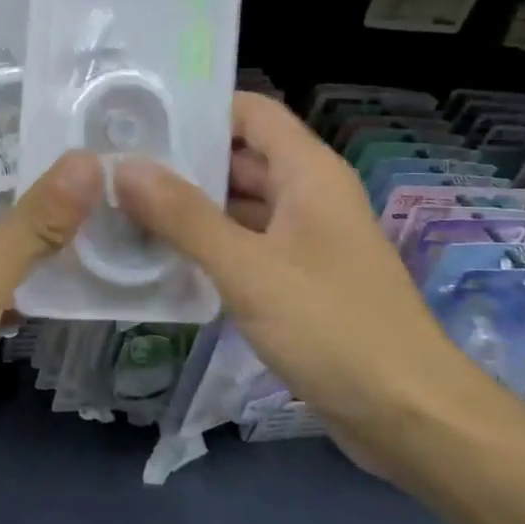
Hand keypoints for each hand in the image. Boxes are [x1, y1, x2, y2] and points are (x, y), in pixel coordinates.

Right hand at [114, 93, 486, 448]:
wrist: (409, 416)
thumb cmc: (333, 327)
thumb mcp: (249, 268)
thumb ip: (184, 216)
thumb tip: (124, 167)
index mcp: (308, 173)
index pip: (250, 112)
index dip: (199, 108)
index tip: (140, 117)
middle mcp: (309, 195)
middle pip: (239, 157)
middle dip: (182, 160)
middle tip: (114, 164)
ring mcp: (305, 239)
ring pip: (239, 204)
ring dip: (189, 206)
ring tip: (123, 206)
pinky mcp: (299, 280)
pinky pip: (245, 245)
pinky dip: (207, 244)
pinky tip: (160, 255)